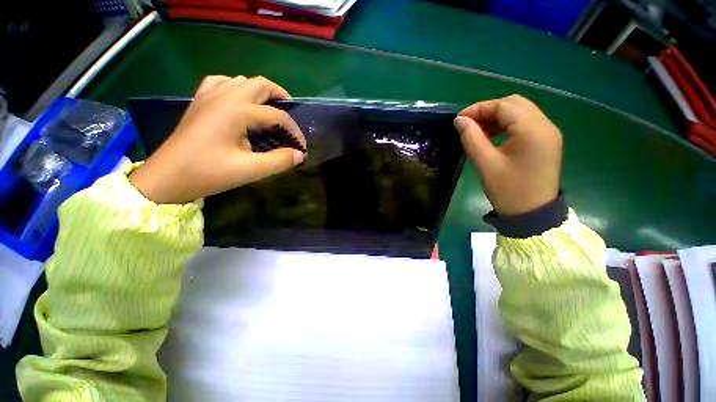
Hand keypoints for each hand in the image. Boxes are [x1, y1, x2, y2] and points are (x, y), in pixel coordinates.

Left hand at [130, 75, 305, 203]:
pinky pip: (221, 83)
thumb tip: (299, 154)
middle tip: (290, 117)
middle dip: (281, 97)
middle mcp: (224, 96)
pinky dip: (237, 88)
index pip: (277, 115)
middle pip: (260, 84)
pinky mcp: (200, 101)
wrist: (167, 177)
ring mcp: (209, 95)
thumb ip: (279, 161)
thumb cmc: (208, 173)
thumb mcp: (250, 170)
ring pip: (242, 81)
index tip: (301, 148)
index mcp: (237, 110)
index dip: (294, 131)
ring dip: (260, 92)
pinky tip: (240, 102)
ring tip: (269, 110)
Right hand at [454, 95, 561, 215]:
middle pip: (514, 104)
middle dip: (488, 110)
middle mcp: (545, 125)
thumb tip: (459, 120)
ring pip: (520, 112)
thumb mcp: (486, 164)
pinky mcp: (545, 142)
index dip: (479, 108)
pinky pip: (525, 123)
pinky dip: (506, 125)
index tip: (459, 119)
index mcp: (533, 130)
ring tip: (477, 130)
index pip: (504, 106)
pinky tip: (492, 136)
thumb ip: (472, 138)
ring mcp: (548, 133)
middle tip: (468, 124)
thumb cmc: (508, 190)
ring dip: (497, 117)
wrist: (532, 214)